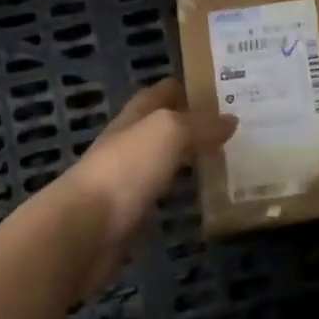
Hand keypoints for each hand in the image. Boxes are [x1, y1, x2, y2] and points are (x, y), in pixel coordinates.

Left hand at [57, 78, 234, 292]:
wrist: (83, 231)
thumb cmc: (125, 170)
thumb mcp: (167, 132)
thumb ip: (199, 124)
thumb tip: (230, 120)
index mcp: (134, 117)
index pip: (162, 92)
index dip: (188, 87)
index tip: (223, 88)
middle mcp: (129, 144)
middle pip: (164, 126)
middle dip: (195, 123)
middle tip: (235, 125)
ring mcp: (127, 181)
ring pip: (165, 161)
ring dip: (190, 157)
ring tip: (229, 158)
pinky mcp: (130, 215)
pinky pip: (163, 195)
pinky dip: (182, 191)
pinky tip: (204, 196)